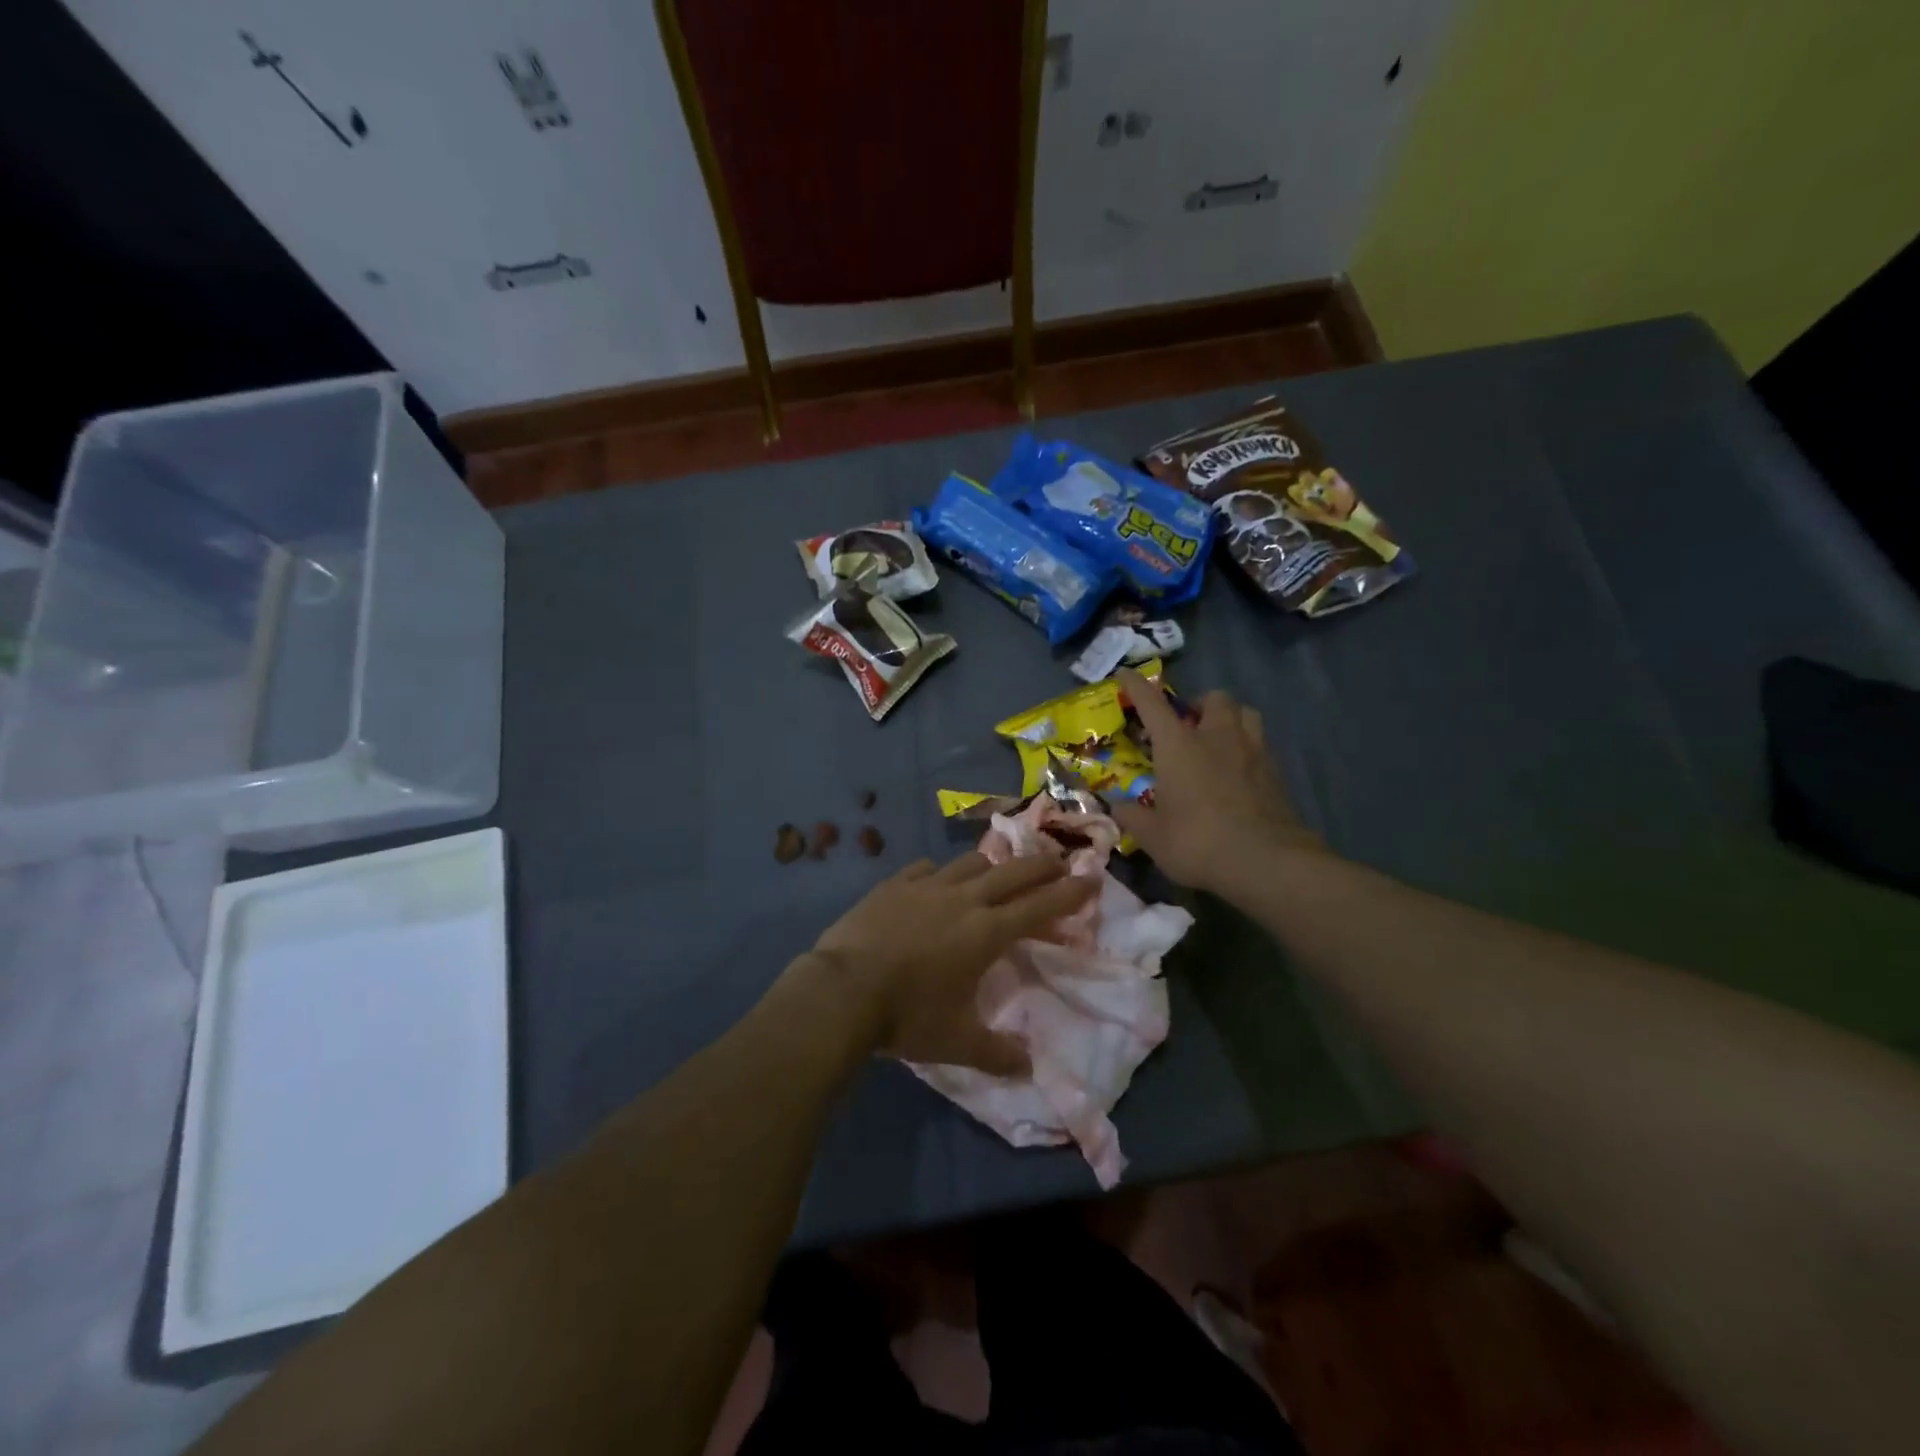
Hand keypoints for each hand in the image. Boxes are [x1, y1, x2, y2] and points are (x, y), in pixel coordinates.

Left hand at [803, 854, 1095, 1075]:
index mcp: (986, 933)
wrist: (842, 990)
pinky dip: (941, 872)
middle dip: (1041, 865)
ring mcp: (925, 887)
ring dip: (992, 864)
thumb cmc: (907, 1016)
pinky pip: (925, 869)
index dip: (1069, 893)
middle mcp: (963, 900)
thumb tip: (1029, 1068)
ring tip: (1000, 868)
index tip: (1091, 878)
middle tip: (1059, 861)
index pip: (1039, 906)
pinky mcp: (893, 885)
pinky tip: (937, 879)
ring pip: (970, 863)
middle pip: (1012, 872)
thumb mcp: (958, 1043)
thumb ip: (997, 1054)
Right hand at [1112, 667, 1325, 894]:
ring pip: (1246, 713)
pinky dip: (1247, 749)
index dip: (1136, 685)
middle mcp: (1217, 737)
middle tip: (1188, 726)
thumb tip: (1117, 806)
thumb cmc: (1198, 842)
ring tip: (1218, 741)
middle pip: (1214, 698)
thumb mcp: (1152, 836)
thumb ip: (1132, 817)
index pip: (1152, 703)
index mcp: (1179, 745)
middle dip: (1199, 704)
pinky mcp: (1277, 772)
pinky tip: (1239, 773)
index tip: (1126, 675)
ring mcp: (1253, 751)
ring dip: (1230, 719)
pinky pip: (1261, 745)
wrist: (1266, 862)